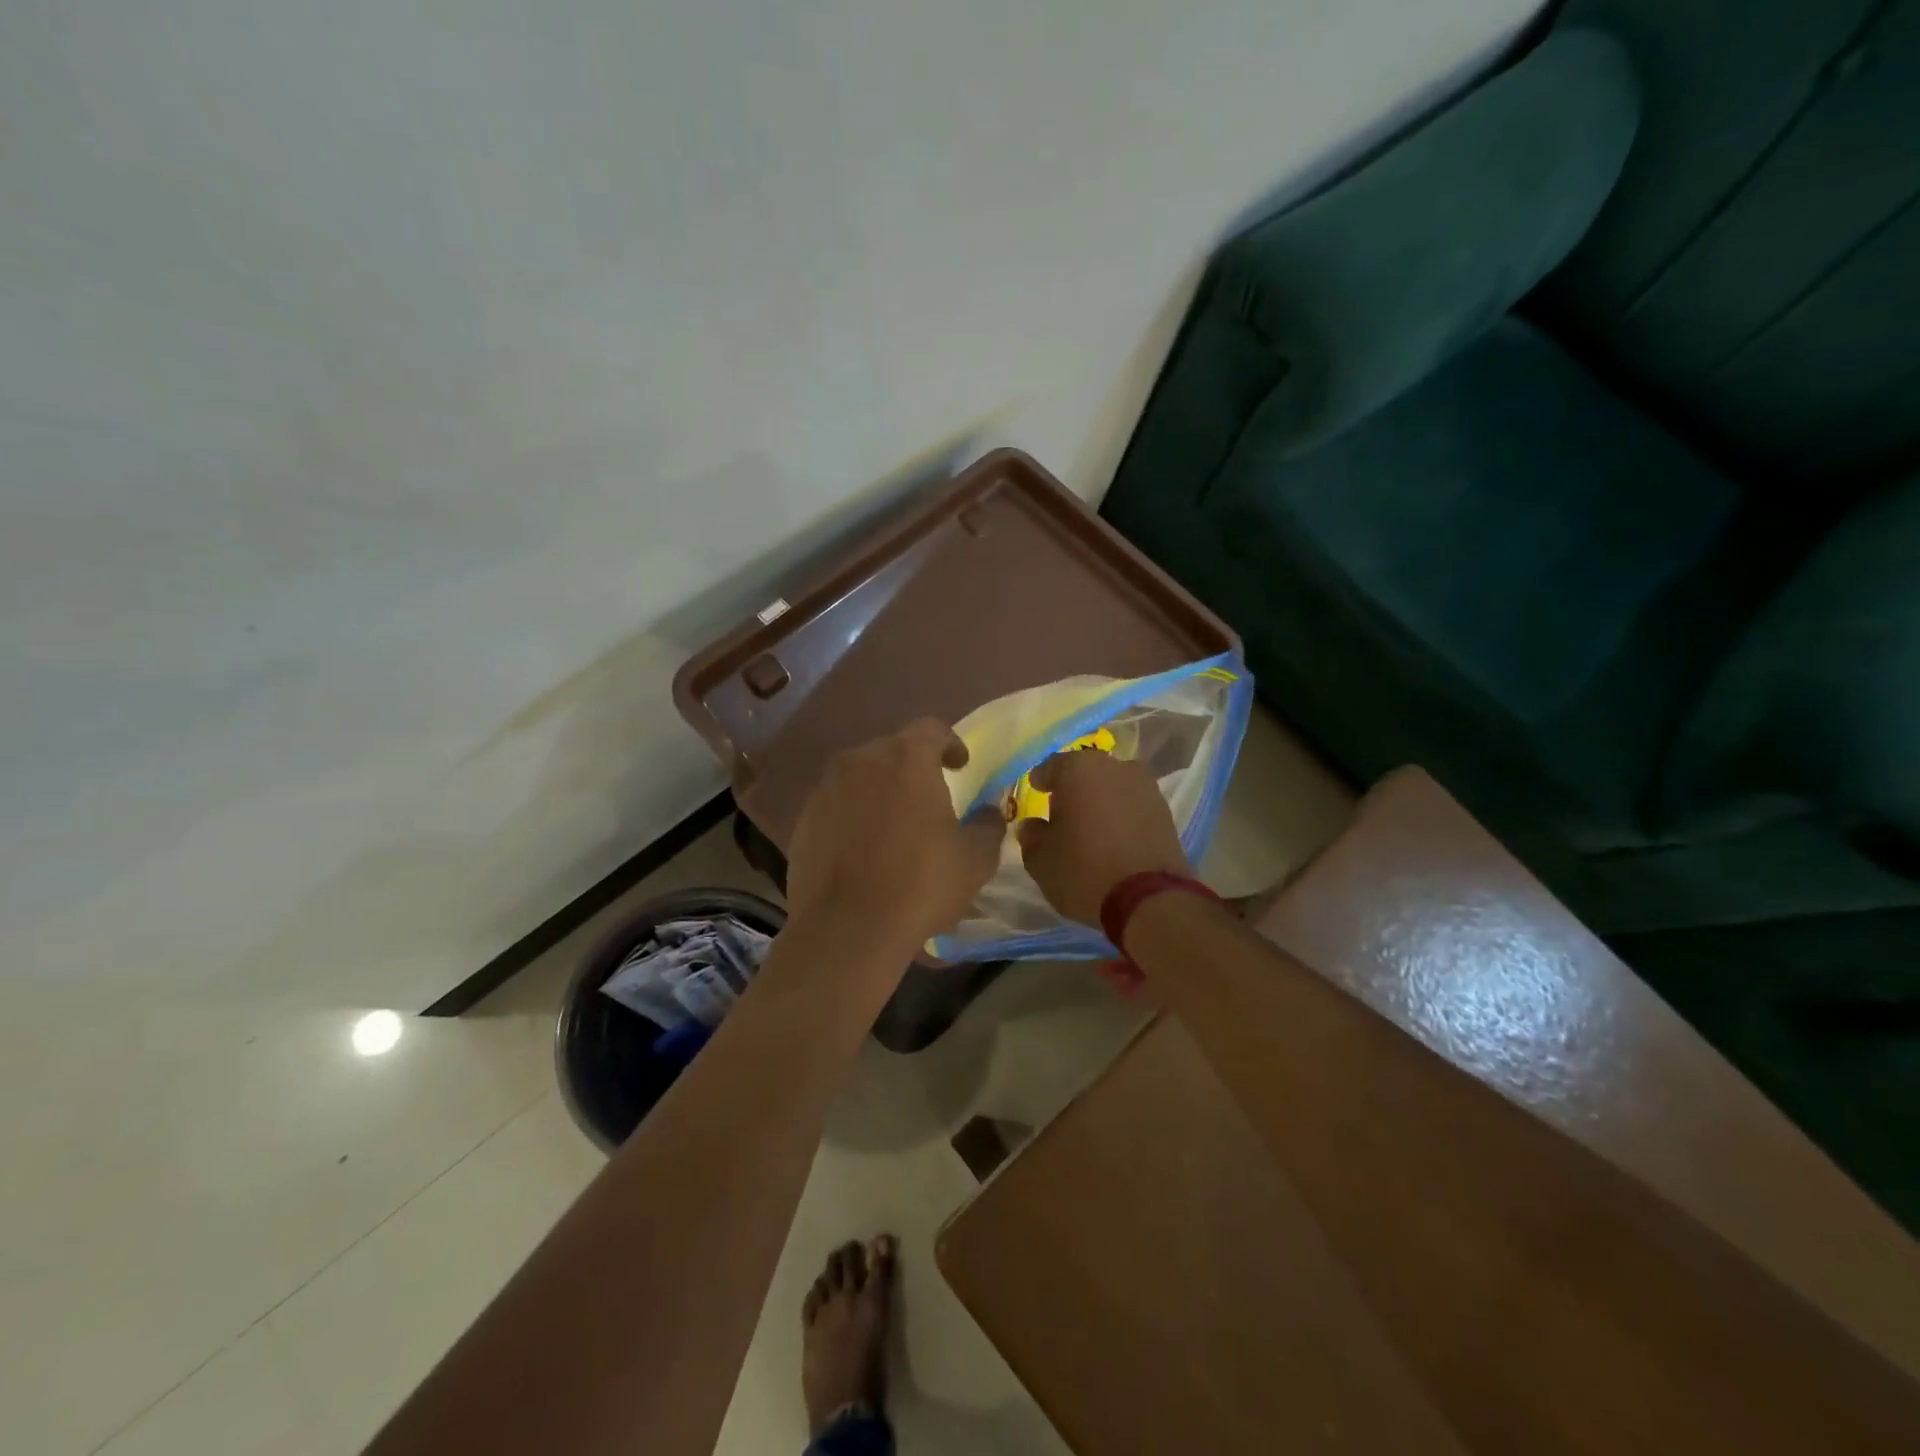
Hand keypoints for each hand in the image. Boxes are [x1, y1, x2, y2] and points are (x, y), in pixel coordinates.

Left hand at [785, 718, 1003, 951]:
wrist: (846, 929)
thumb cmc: (920, 884)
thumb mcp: (975, 859)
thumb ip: (988, 825)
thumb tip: (988, 813)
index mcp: (906, 758)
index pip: (932, 729)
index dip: (950, 743)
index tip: (960, 765)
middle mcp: (860, 761)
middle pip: (892, 751)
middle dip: (912, 769)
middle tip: (929, 798)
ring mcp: (825, 789)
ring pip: (860, 778)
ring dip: (879, 792)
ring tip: (894, 826)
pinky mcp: (803, 821)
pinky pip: (836, 806)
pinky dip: (853, 817)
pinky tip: (863, 850)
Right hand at [1016, 751, 1189, 926]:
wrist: (1150, 900)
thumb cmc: (1084, 870)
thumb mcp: (1041, 860)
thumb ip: (1032, 836)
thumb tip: (1034, 826)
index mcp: (1080, 769)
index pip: (1052, 766)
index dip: (1041, 781)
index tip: (1036, 792)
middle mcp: (1116, 767)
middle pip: (1086, 773)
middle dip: (1073, 790)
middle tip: (1061, 813)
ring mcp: (1146, 787)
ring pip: (1113, 788)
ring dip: (1100, 802)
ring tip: (1090, 828)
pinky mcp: (1166, 812)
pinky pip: (1132, 807)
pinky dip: (1121, 817)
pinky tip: (1113, 838)